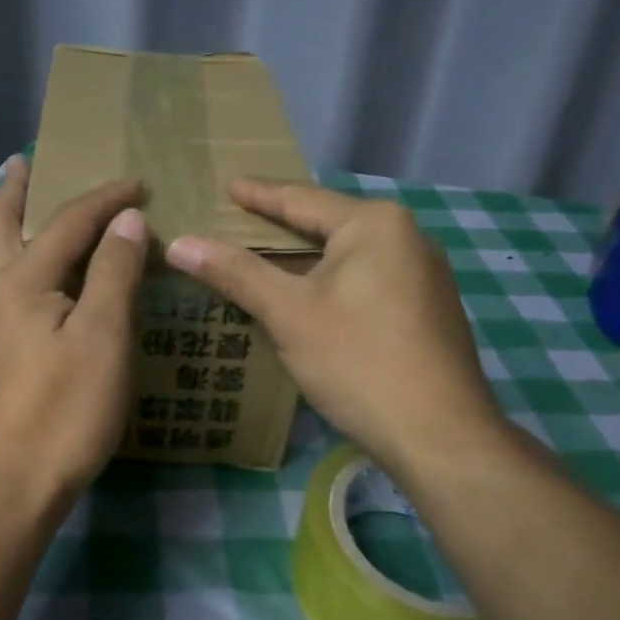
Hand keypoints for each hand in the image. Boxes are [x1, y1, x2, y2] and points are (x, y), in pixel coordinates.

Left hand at [0, 156, 146, 525]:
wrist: (3, 489)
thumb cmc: (62, 413)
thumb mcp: (102, 339)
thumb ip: (112, 273)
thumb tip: (124, 220)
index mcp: (20, 282)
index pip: (67, 223)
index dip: (104, 200)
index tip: (137, 182)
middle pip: (0, 227)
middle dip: (15, 191)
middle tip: (23, 162)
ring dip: (3, 224)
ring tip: (14, 205)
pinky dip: (4, 262)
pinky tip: (16, 280)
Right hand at [165, 179, 507, 480]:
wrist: (440, 434)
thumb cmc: (358, 361)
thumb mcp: (289, 313)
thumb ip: (236, 273)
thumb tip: (179, 243)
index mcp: (374, 224)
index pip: (301, 199)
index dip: (259, 194)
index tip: (228, 184)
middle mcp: (407, 236)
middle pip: (328, 223)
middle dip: (282, 224)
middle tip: (239, 220)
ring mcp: (424, 273)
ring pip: (349, 254)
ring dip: (306, 257)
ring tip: (266, 256)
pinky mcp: (428, 307)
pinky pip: (367, 278)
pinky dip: (331, 281)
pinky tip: (311, 297)